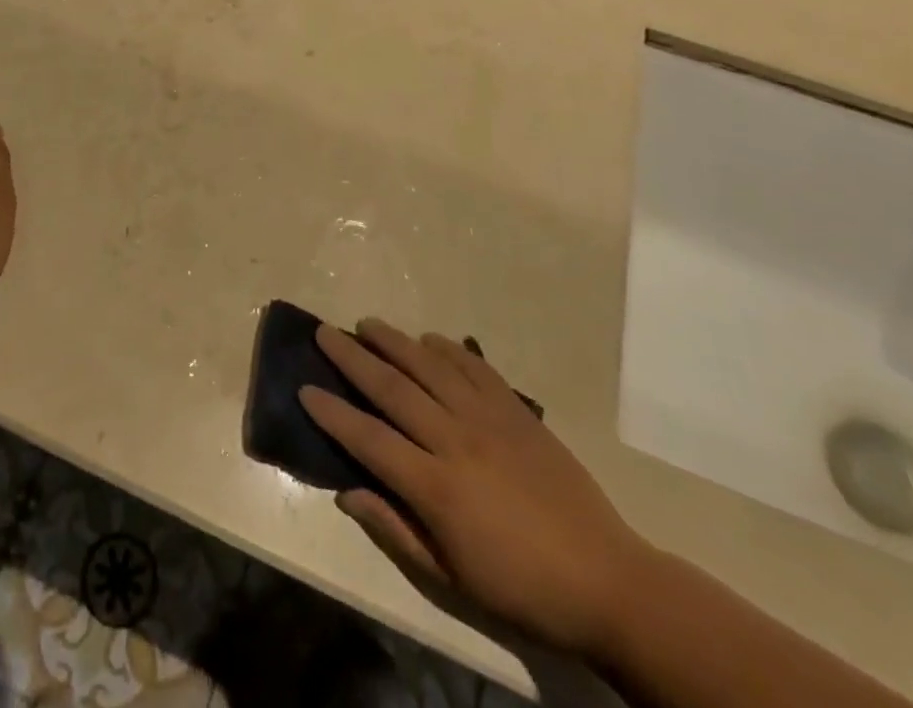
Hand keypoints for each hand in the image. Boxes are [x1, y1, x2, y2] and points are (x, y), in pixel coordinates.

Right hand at [300, 320, 652, 657]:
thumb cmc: (521, 589)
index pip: (368, 438)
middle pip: (392, 388)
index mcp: (436, 487)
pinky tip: (430, 339)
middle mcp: (455, 441)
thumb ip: (395, 529)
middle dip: (352, 357)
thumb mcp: (451, 577)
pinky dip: (449, 348)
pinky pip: (476, 367)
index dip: (333, 412)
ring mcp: (489, 420)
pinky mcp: (518, 412)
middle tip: (325, 332)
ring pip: (429, 366)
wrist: (608, 582)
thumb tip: (346, 492)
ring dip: (394, 341)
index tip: (305, 388)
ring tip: (367, 323)